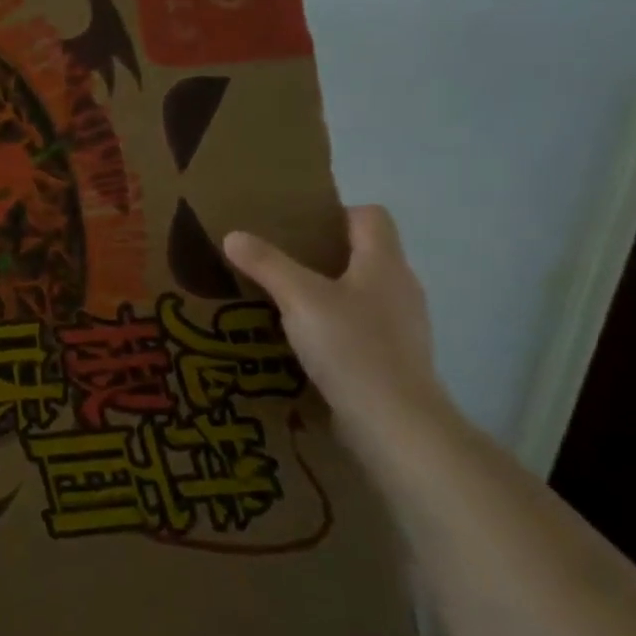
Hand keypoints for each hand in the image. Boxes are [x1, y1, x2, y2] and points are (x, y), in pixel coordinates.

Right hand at [222, 206, 452, 455]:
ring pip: (362, 294)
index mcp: (384, 262)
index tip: (298, 229)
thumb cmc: (351, 347)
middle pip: (365, 255)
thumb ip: (267, 264)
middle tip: (279, 265)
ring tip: (285, 306)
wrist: (394, 421)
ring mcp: (402, 326)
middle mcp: (400, 287)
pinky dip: (336, 330)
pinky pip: (362, 329)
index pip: (371, 216)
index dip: (336, 214)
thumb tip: (233, 235)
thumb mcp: (299, 299)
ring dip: (329, 295)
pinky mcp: (394, 359)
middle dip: (324, 256)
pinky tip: (305, 346)